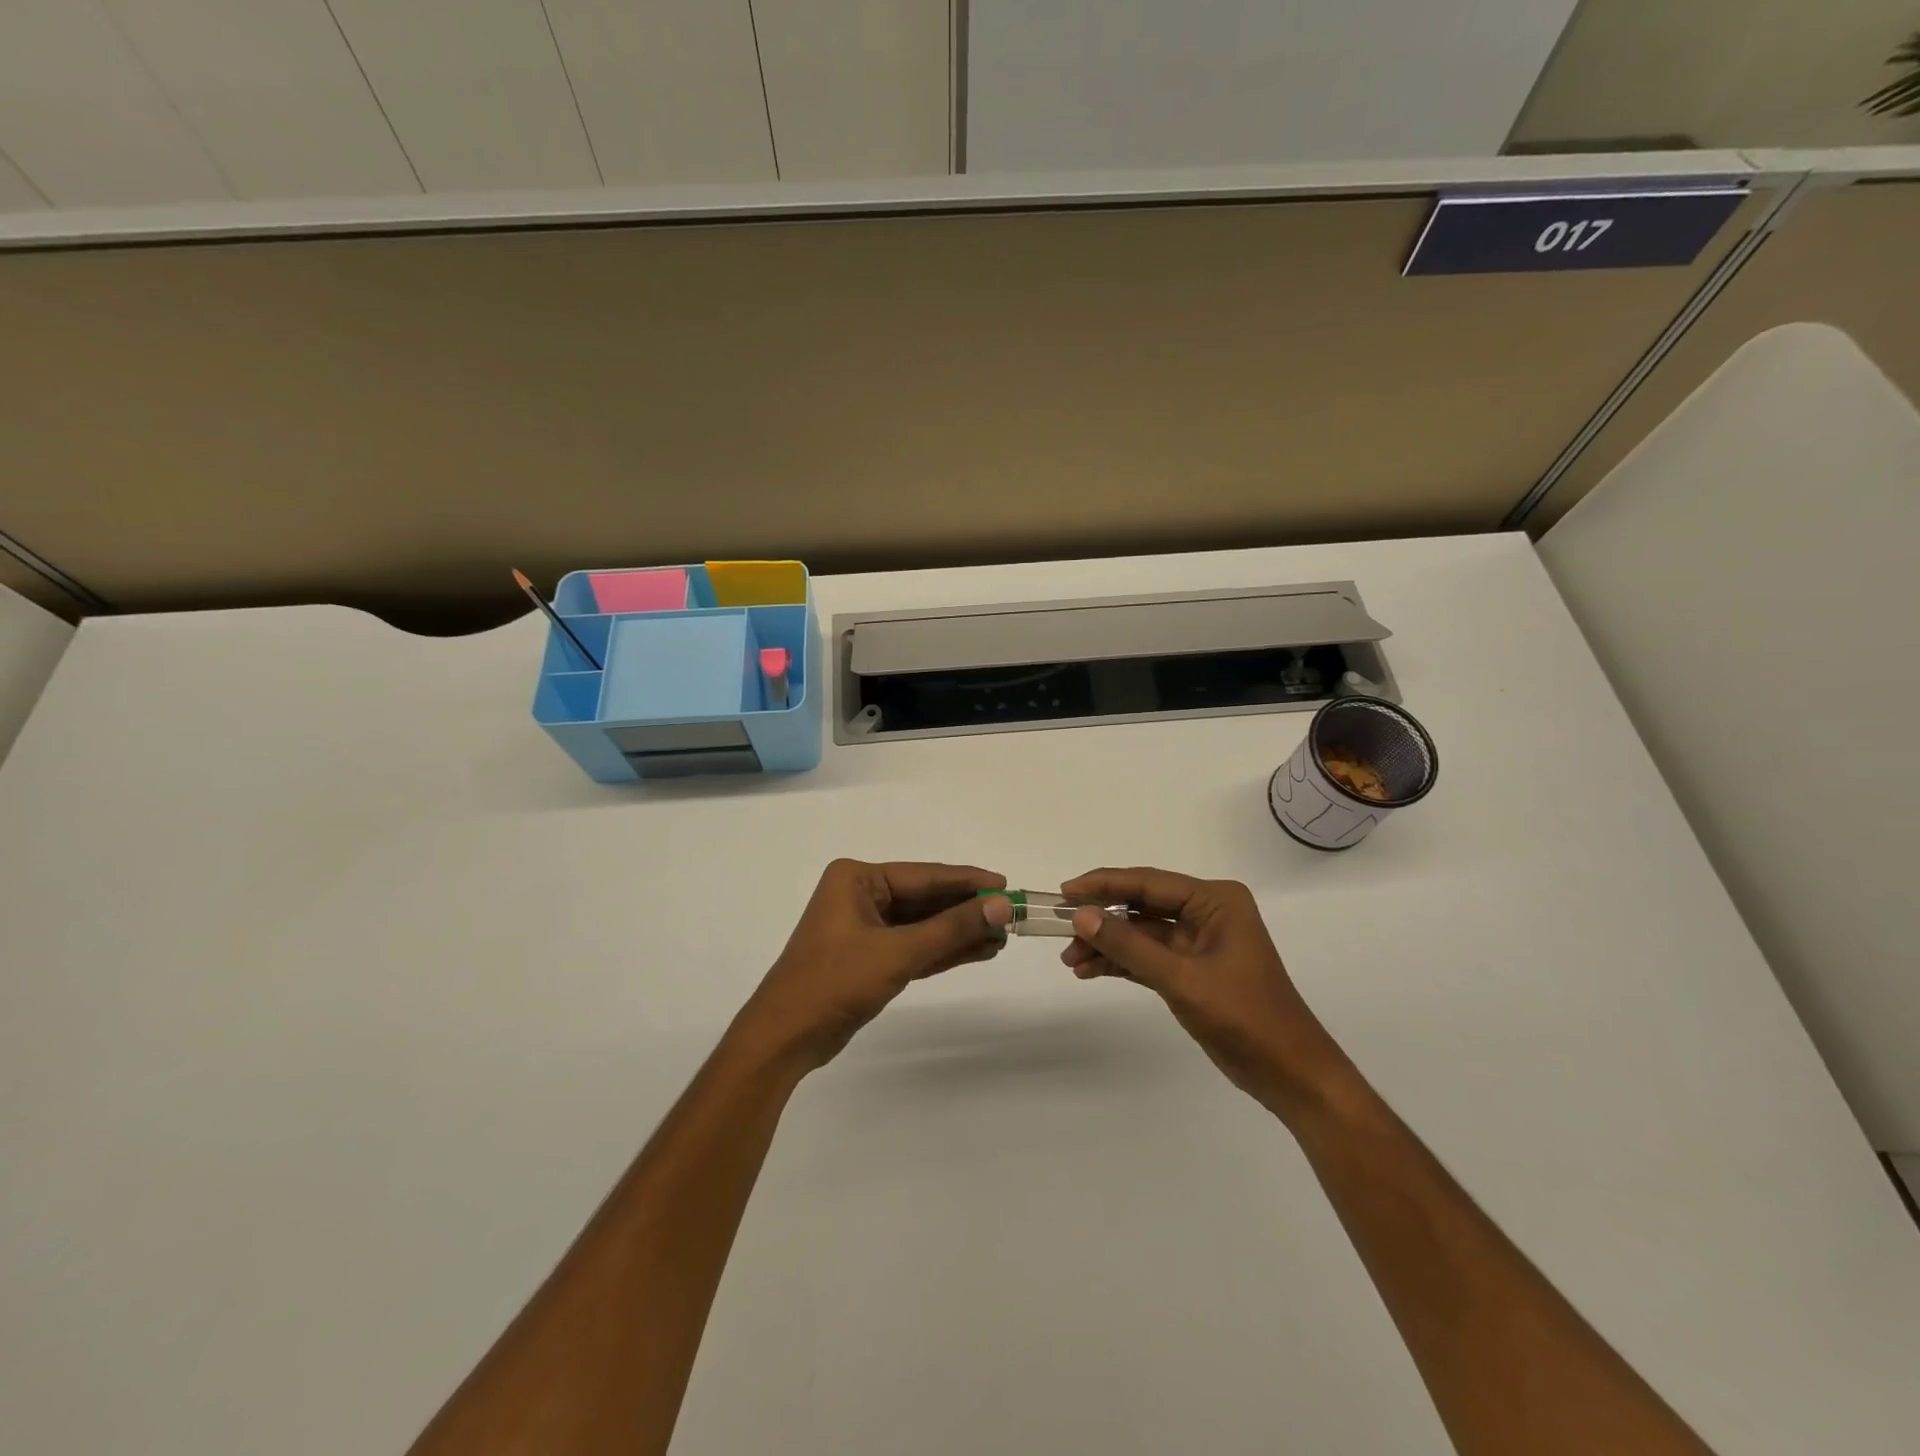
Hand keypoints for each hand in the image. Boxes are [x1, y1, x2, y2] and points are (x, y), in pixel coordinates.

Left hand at [738, 859, 1014, 1071]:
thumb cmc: (835, 982)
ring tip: (1002, 936)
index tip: (1006, 884)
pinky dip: (942, 951)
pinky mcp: (869, 957)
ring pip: (922, 925)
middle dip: (966, 910)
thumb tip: (1002, 905)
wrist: (785, 1038)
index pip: (924, 875)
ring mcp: (864, 927)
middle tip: (1010, 916)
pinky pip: (913, 946)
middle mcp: (860, 895)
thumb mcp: (898, 952)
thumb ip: (952, 929)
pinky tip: (977, 951)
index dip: (968, 881)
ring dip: (959, 932)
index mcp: (858, 879)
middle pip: (925, 899)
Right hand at [1059, 868, 1353, 1119]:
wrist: (1290, 1074)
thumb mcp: (1181, 979)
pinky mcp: (1192, 969)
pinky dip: (1121, 963)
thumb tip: (1080, 916)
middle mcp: (1207, 912)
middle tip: (1060, 930)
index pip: (1148, 882)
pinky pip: (1147, 956)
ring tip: (1070, 961)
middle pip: (1141, 906)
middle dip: (1101, 919)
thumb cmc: (1244, 1017)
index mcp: (1215, 900)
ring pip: (1140, 933)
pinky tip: (1089, 971)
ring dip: (1107, 944)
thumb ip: (1129, 946)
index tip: (1064, 892)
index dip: (1103, 884)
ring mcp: (1199, 942)